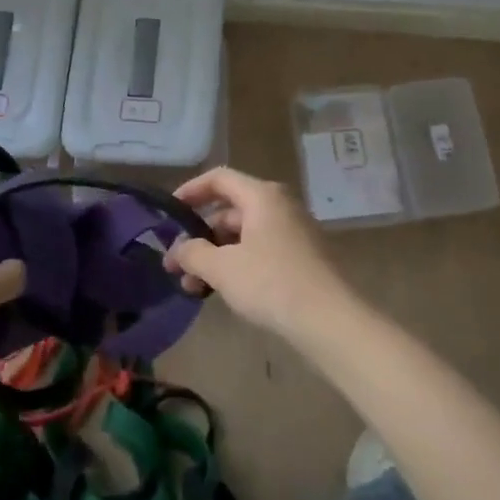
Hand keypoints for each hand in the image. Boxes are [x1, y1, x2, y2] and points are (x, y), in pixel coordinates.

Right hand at [165, 167, 357, 339]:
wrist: (330, 320)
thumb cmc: (271, 283)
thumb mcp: (222, 268)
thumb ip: (192, 253)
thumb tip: (178, 250)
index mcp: (262, 196)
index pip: (219, 179)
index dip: (190, 191)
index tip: (169, 214)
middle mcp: (280, 207)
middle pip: (229, 210)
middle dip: (199, 236)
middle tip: (176, 264)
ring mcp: (293, 232)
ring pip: (243, 235)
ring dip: (215, 256)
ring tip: (193, 287)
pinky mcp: (301, 258)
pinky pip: (260, 251)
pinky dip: (237, 265)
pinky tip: (222, 292)